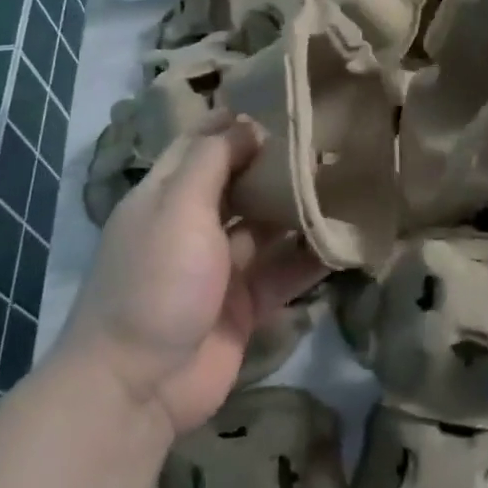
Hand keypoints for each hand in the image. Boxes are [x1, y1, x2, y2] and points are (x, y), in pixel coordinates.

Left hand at [62, 115, 326, 437]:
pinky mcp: (245, 304)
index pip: (202, 144)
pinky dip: (310, 259)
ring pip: (266, 227)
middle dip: (277, 164)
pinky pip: (283, 272)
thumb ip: (212, 162)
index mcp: (167, 195)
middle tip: (329, 139)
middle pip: (240, 183)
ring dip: (299, 209)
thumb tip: (245, 124)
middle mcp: (194, 224)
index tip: (281, 100)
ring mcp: (220, 267)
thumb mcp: (178, 208)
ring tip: (349, 181)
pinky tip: (346, 240)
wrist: (138, 387)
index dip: (235, 122)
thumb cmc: (156, 281)